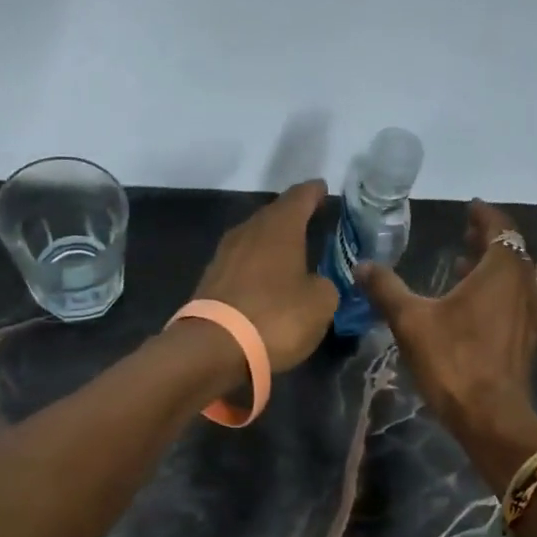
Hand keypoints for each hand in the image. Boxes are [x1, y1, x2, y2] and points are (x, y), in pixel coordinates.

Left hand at [192, 180, 340, 373]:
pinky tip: (266, 280)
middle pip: (273, 215)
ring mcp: (224, 255)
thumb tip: (317, 283)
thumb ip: (325, 286)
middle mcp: (248, 231)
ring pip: (254, 239)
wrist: (214, 347)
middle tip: (310, 221)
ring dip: (271, 243)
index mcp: (279, 227)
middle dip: (292, 217)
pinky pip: (241, 264)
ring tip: (290, 252)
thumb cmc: (276, 317)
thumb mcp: (320, 304)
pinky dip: (256, 267)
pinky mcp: (210, 281)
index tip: (323, 188)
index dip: (314, 192)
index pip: (300, 197)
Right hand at [358, 201, 536, 475]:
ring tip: (461, 267)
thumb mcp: (410, 321)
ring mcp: (530, 313)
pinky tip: (472, 307)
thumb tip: (361, 265)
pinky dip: (497, 291)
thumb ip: (386, 289)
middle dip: (487, 239)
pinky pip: (515, 300)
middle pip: (510, 250)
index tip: (469, 208)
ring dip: (491, 267)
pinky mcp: (527, 338)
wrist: (490, 415)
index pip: (499, 227)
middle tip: (463, 234)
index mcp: (502, 270)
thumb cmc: (453, 361)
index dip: (483, 215)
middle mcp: (524, 285)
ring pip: (515, 277)